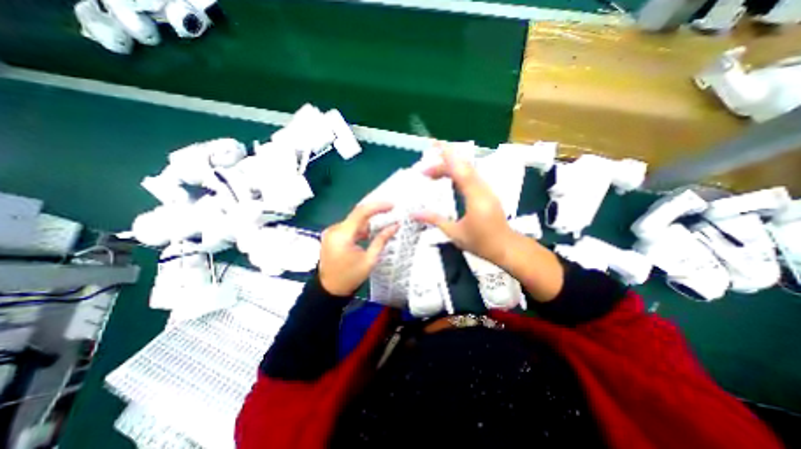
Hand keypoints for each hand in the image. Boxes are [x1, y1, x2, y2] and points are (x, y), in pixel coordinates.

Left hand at [316, 202, 396, 294]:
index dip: (378, 206)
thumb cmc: (350, 277)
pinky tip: (370, 233)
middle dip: (375, 213)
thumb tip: (395, 226)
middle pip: (357, 215)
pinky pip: (349, 227)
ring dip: (368, 222)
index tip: (392, 205)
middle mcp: (334, 229)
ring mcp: (331, 232)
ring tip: (383, 223)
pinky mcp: (331, 236)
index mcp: (342, 235)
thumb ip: (381, 240)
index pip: (361, 212)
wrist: (329, 290)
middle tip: (391, 212)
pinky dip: (360, 228)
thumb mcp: (370, 260)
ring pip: (354, 221)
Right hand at [414, 147, 519, 265]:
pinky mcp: (487, 193)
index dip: (447, 156)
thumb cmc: (481, 243)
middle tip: (424, 171)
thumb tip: (413, 214)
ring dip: (450, 168)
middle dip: (443, 164)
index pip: (460, 170)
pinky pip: (471, 177)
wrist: (506, 248)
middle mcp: (482, 189)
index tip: (434, 145)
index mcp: (475, 197)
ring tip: (432, 174)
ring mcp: (486, 190)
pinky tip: (448, 180)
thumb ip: (434, 220)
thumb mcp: (454, 233)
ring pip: (468, 171)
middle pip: (463, 167)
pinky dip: (457, 174)